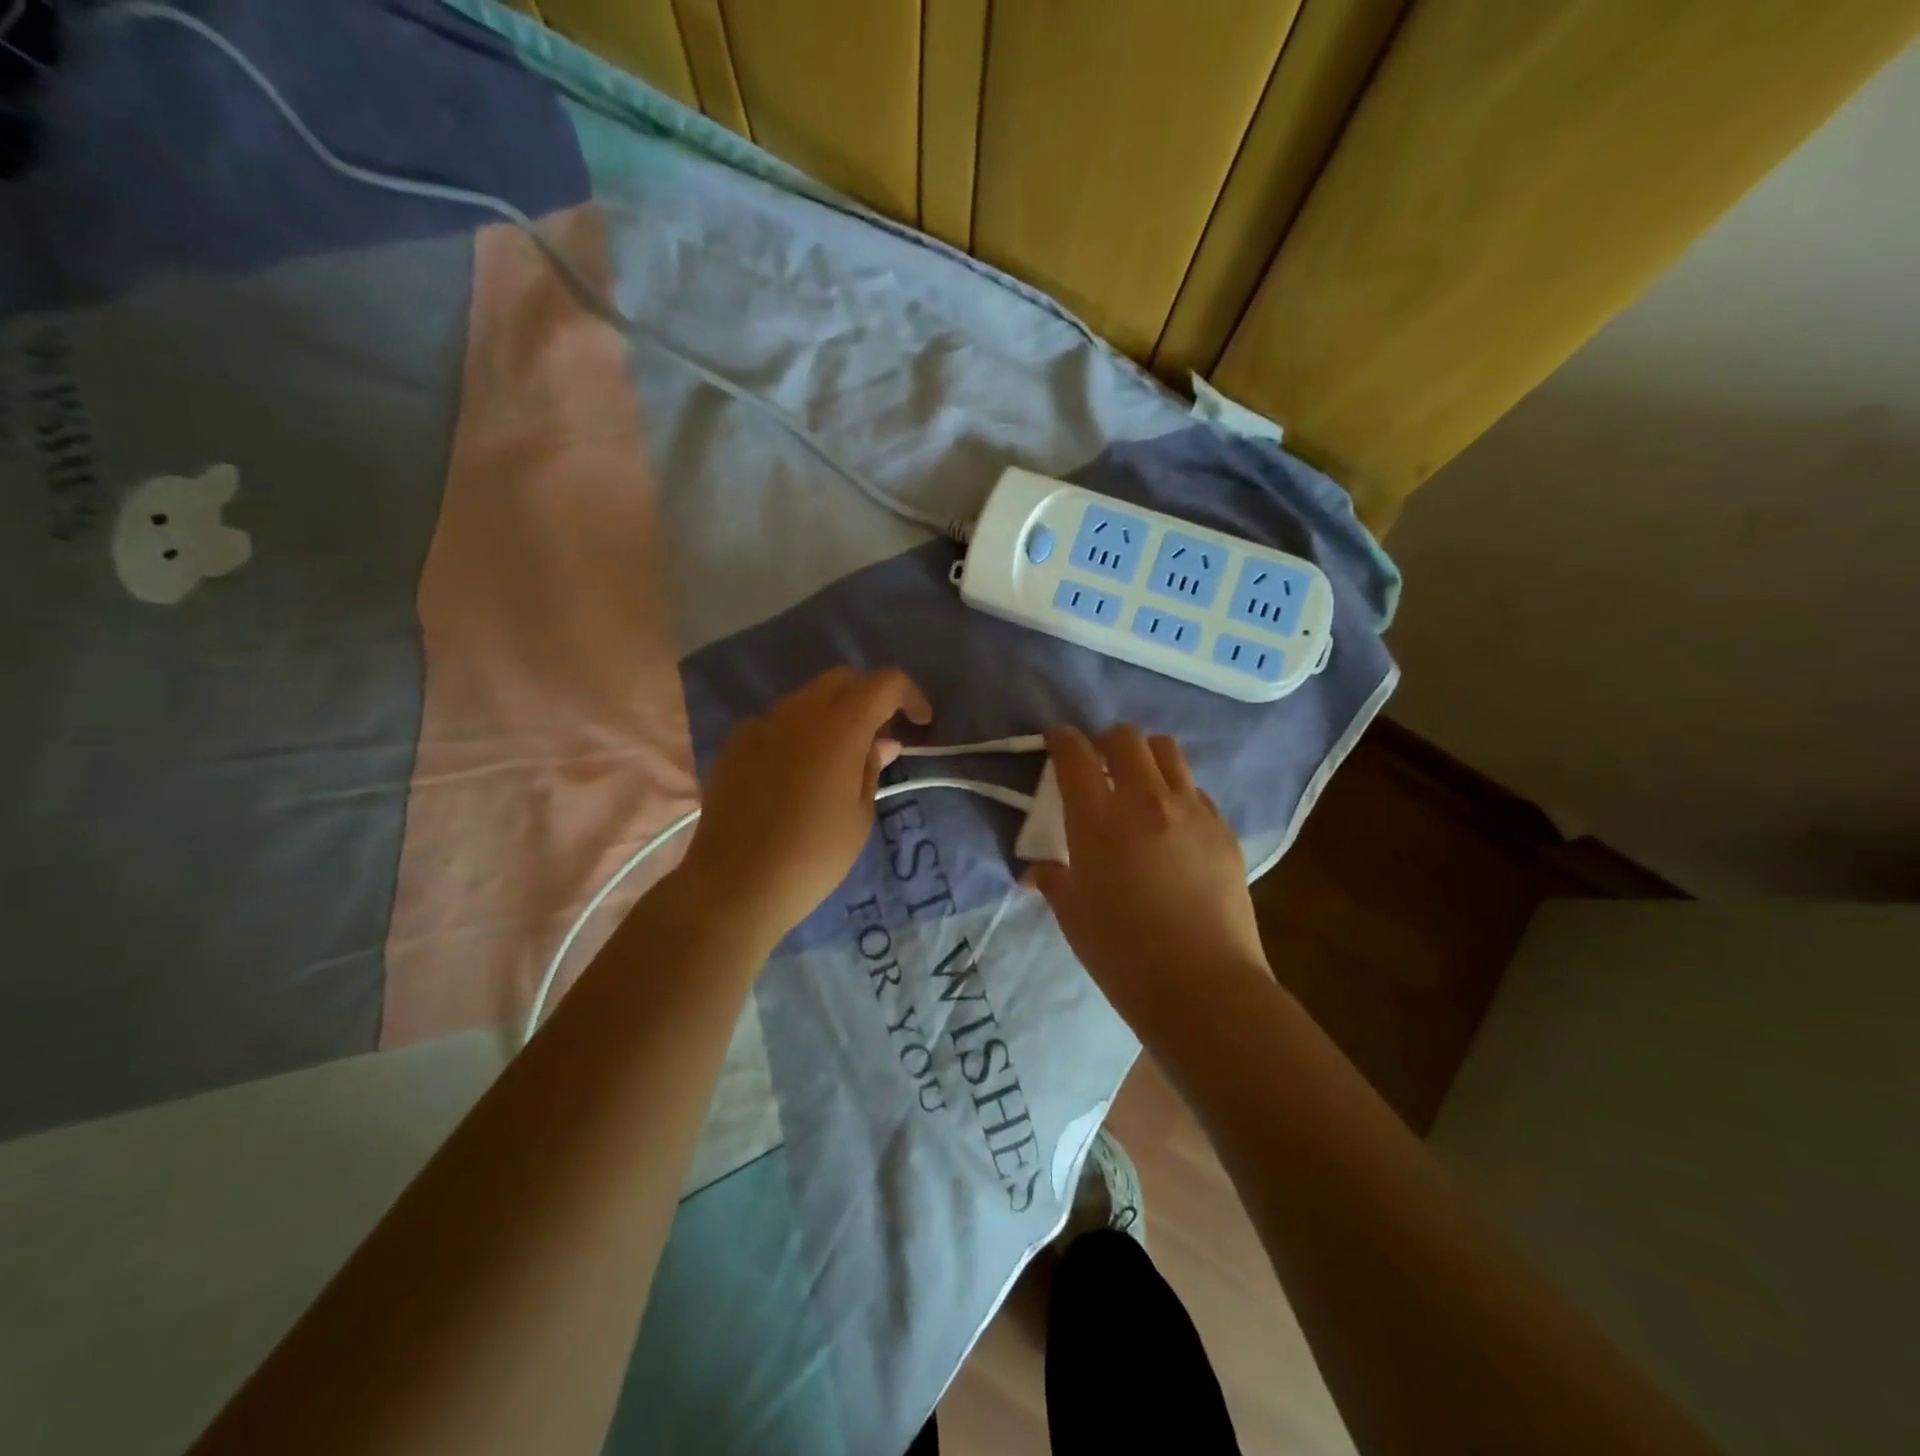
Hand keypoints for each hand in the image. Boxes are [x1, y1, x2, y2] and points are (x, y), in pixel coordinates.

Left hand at [680, 666, 932, 939]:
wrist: (735, 884)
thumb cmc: (813, 856)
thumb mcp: (859, 816)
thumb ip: (872, 768)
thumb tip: (882, 742)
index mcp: (840, 727)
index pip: (885, 683)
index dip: (909, 695)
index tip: (920, 722)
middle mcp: (799, 712)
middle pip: (843, 679)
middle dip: (869, 697)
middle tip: (880, 736)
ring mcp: (761, 724)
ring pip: (807, 698)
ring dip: (832, 713)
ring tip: (839, 757)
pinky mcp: (735, 743)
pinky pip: (776, 722)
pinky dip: (798, 733)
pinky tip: (796, 772)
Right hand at [1029, 726, 1268, 1026]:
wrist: (1203, 987)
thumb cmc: (1123, 955)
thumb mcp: (1073, 916)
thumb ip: (1053, 880)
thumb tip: (1038, 871)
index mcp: (1099, 819)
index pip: (1075, 754)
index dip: (1062, 740)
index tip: (1056, 742)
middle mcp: (1146, 800)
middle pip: (1127, 738)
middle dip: (1106, 742)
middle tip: (1098, 767)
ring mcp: (1192, 811)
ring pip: (1168, 751)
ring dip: (1146, 757)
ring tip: (1138, 786)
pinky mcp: (1223, 830)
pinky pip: (1196, 790)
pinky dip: (1177, 793)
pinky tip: (1172, 827)